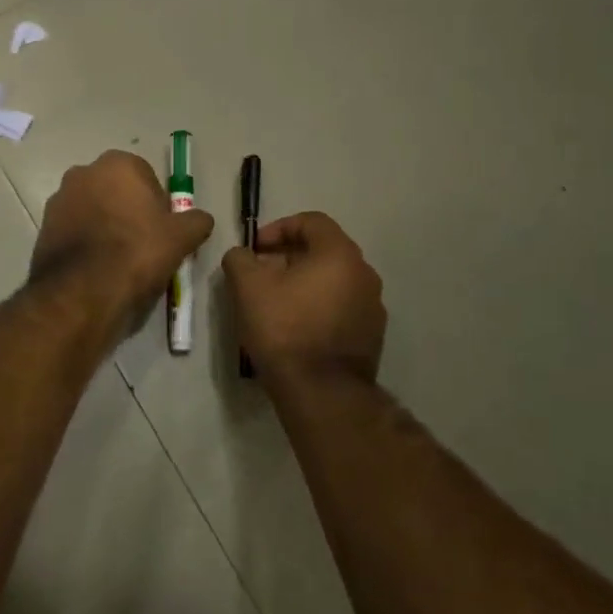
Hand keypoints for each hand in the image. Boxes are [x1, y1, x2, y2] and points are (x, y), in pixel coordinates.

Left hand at [31, 151, 214, 315]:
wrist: (83, 291)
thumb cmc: (137, 252)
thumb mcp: (182, 237)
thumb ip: (196, 220)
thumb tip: (200, 219)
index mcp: (118, 163)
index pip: (147, 177)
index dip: (157, 205)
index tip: (162, 230)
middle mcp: (83, 172)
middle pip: (116, 191)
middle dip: (128, 212)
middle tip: (143, 245)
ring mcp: (58, 199)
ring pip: (93, 210)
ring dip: (105, 226)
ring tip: (119, 262)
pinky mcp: (43, 228)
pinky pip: (74, 231)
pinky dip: (85, 243)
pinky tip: (97, 269)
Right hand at [224, 212, 385, 382]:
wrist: (322, 392)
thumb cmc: (285, 329)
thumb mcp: (248, 288)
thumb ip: (240, 259)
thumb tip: (242, 255)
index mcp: (339, 254)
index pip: (311, 221)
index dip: (279, 228)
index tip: (255, 249)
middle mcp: (364, 274)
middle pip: (323, 251)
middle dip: (288, 257)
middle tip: (261, 276)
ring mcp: (372, 306)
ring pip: (333, 281)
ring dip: (304, 283)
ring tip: (275, 303)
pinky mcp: (372, 335)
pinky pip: (341, 307)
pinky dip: (319, 307)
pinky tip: (296, 328)